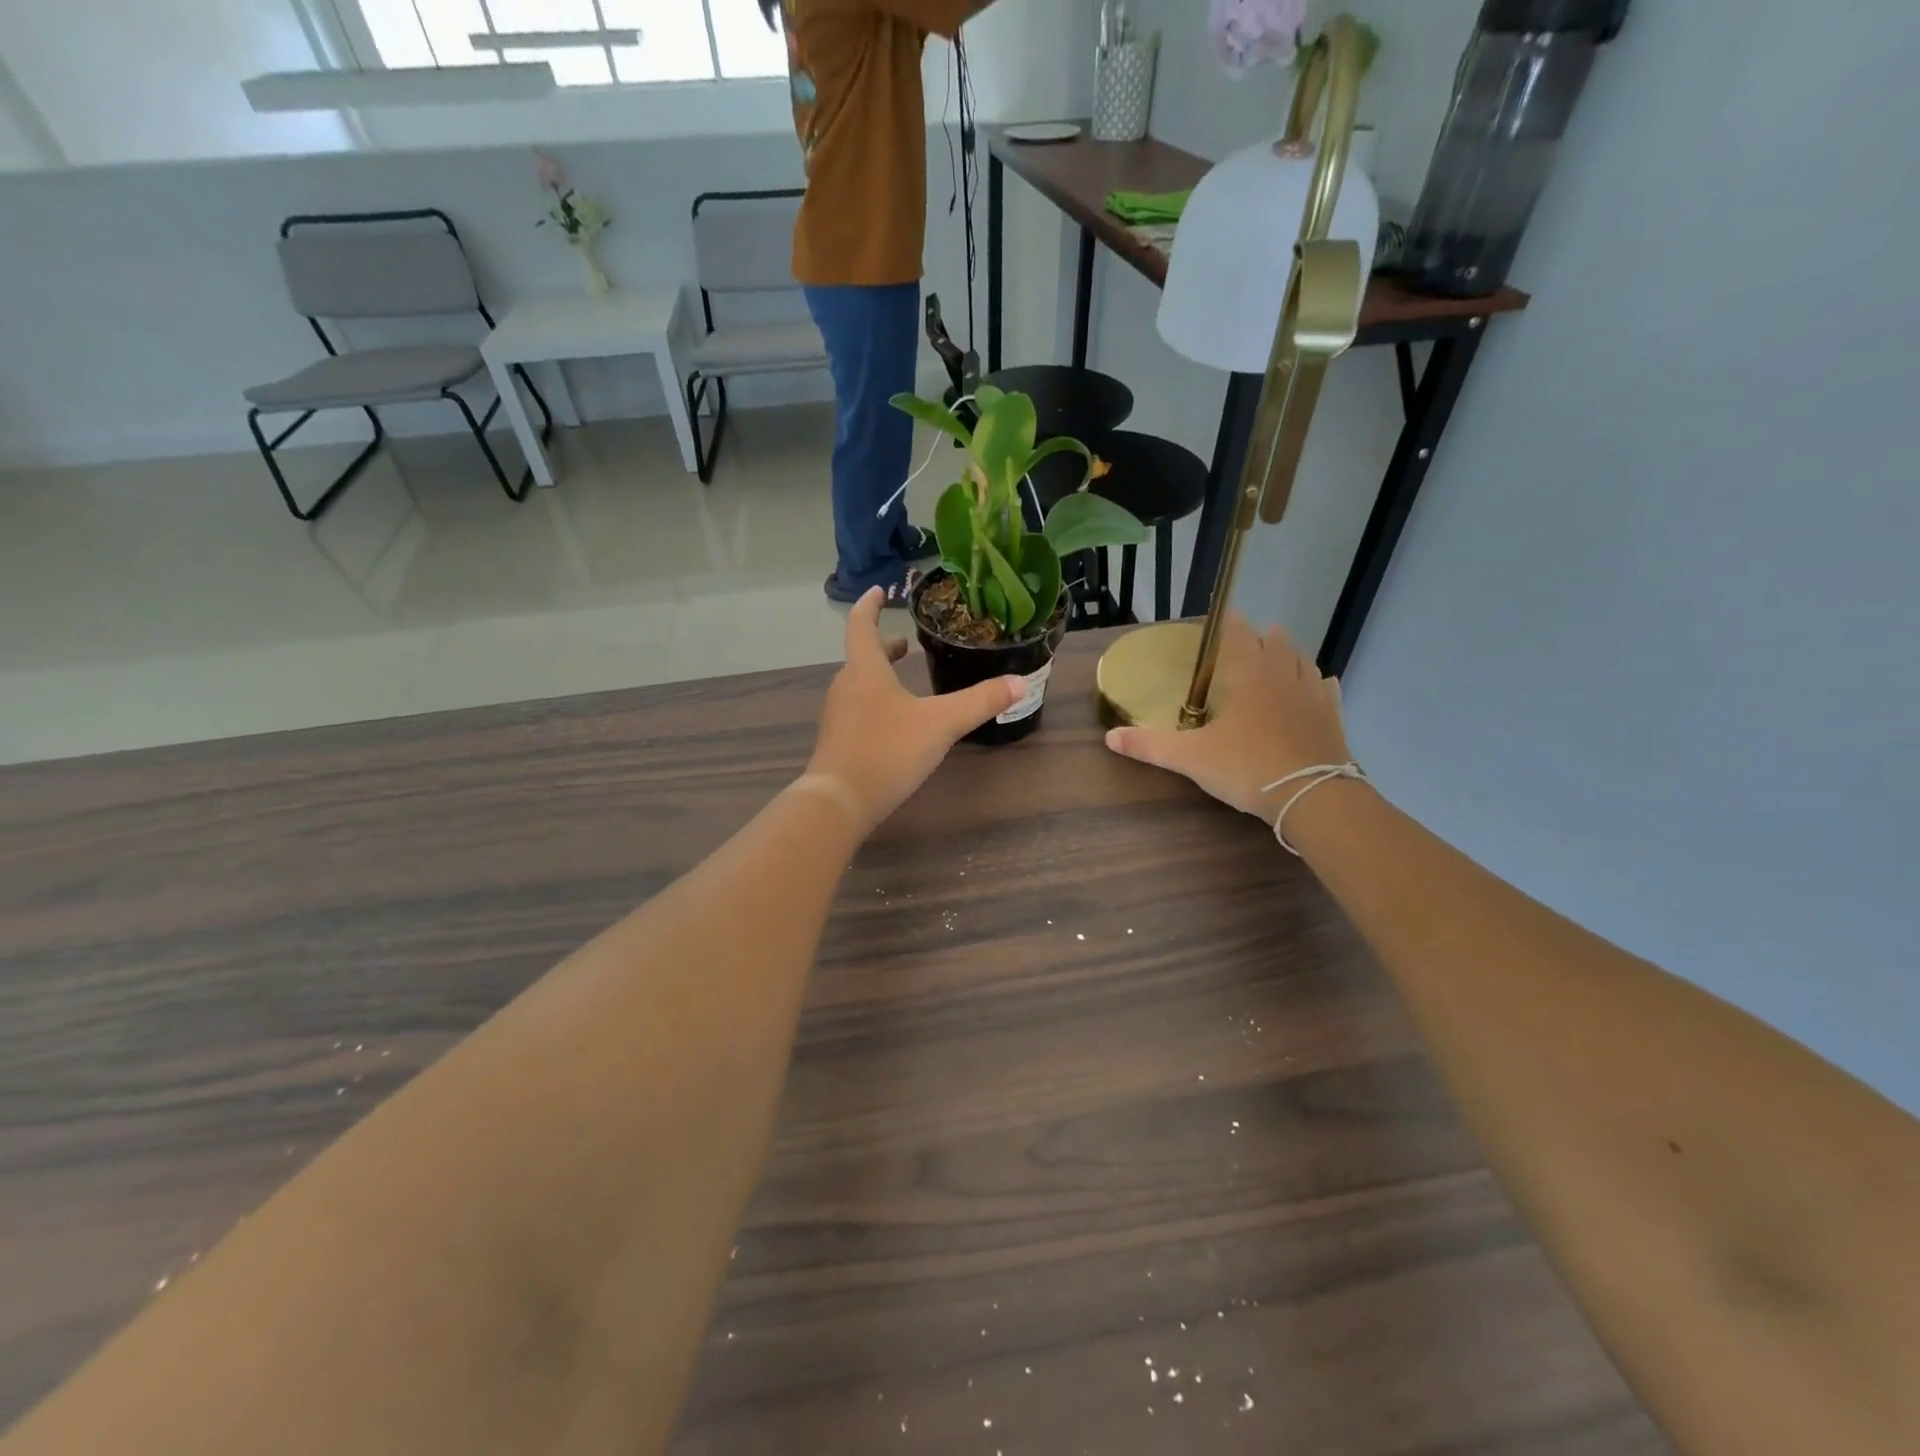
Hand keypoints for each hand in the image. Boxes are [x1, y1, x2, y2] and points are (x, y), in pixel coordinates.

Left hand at [806, 587, 1024, 830]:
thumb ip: (980, 702)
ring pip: (860, 684)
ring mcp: (838, 715)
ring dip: (880, 675)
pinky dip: (875, 702)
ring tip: (904, 678)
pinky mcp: (838, 741)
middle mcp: (846, 686)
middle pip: (862, 656)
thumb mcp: (941, 724)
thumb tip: (1020, 682)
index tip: (879, 590)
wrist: (838, 802)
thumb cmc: (887, 751)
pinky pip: (857, 709)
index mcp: (865, 670)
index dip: (870, 605)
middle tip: (906, 642)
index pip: (861, 624)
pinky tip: (895, 723)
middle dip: (883, 646)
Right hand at [1105, 613, 1353, 824]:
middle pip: (1274, 642)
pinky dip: (1317, 683)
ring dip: (1288, 654)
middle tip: (1243, 642)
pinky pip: (1325, 689)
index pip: (1238, 634)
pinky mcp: (1331, 717)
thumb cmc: (1247, 767)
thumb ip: (1150, 746)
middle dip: (1259, 637)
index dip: (1228, 623)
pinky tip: (1315, 687)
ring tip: (1277, 655)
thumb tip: (1109, 738)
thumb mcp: (1190, 758)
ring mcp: (1311, 695)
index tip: (1218, 617)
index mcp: (1248, 675)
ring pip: (1301, 661)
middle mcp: (1282, 675)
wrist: (1312, 796)